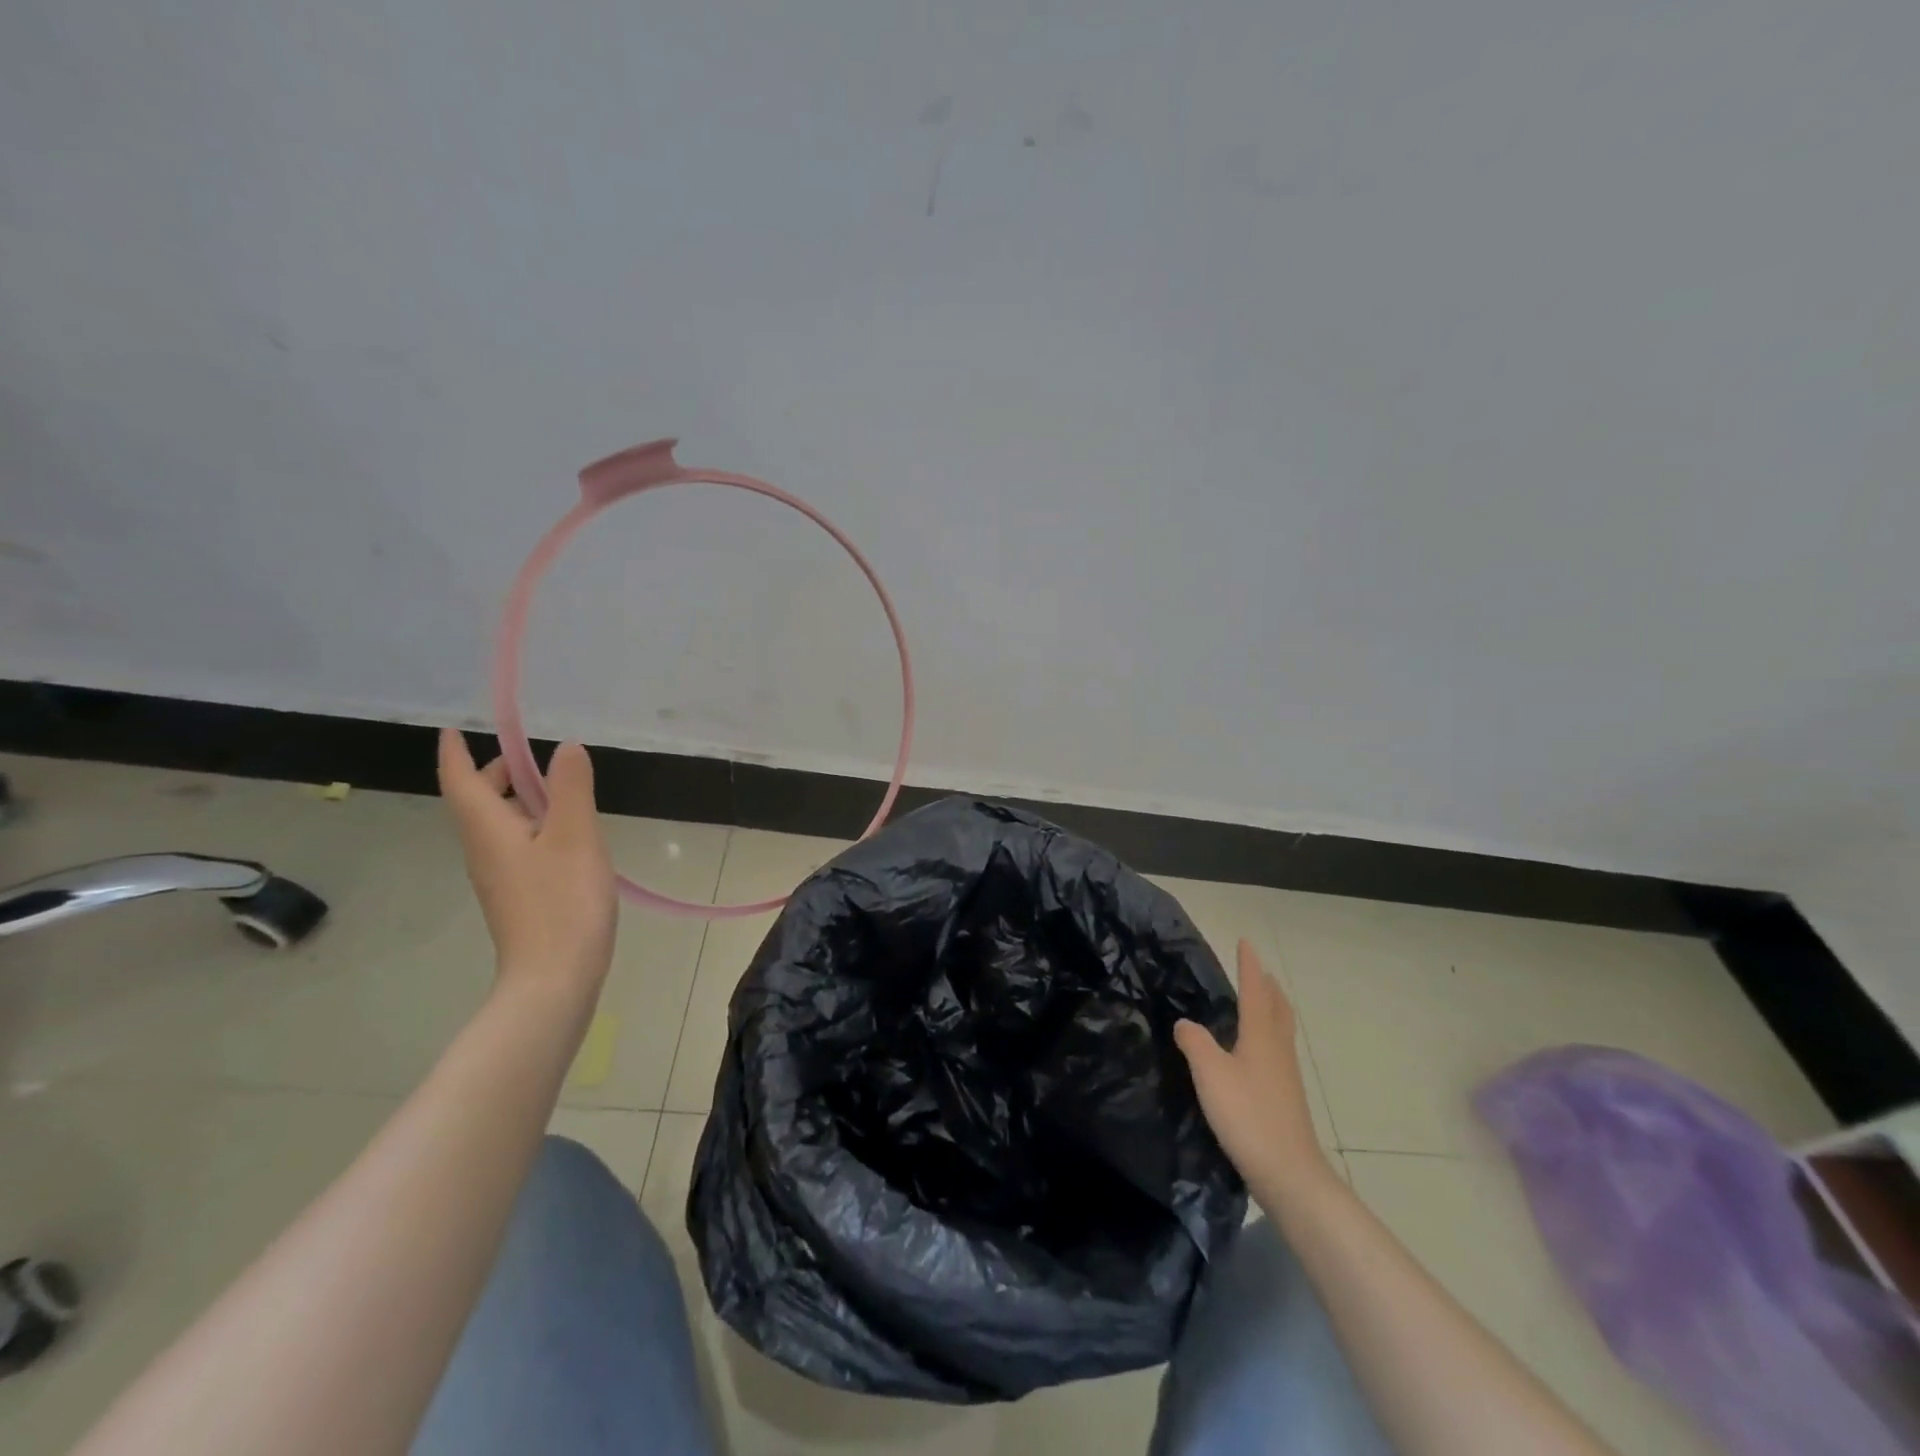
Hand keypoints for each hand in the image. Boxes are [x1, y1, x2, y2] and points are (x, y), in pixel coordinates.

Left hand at [437, 728, 616, 1000]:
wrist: (555, 978)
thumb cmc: (563, 901)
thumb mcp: (576, 836)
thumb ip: (571, 788)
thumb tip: (565, 747)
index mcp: (489, 830)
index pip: (461, 781)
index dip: (454, 753)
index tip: (453, 729)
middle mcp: (485, 850)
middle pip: (478, 802)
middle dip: (496, 774)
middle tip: (531, 756)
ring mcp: (500, 877)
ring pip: (499, 826)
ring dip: (518, 800)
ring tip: (559, 789)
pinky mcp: (518, 896)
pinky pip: (516, 847)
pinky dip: (533, 826)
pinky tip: (568, 834)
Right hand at [1176, 939, 1332, 1196]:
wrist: (1288, 1173)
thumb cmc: (1248, 1115)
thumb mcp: (1210, 1073)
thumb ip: (1194, 1042)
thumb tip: (1185, 1023)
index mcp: (1261, 1036)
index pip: (1254, 991)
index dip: (1249, 966)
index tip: (1246, 942)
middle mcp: (1277, 1048)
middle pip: (1277, 1007)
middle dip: (1267, 986)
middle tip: (1257, 971)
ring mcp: (1285, 1074)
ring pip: (1279, 1029)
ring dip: (1270, 1009)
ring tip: (1257, 1003)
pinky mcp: (1285, 1097)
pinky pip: (1276, 1050)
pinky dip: (1266, 1034)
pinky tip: (1252, 1051)